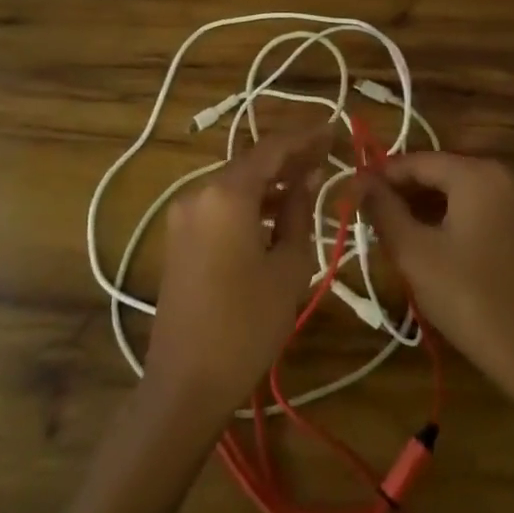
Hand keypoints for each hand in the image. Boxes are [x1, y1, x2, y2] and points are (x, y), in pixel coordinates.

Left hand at [143, 128, 327, 422]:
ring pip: (235, 183)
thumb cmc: (247, 324)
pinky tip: (276, 210)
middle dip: (289, 157)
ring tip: (309, 180)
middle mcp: (198, 193)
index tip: (334, 130)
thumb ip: (299, 212)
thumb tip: (309, 178)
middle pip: (251, 162)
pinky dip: (249, 201)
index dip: (306, 138)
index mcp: (226, 194)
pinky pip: (220, 204)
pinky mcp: (179, 236)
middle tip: (327, 153)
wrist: (186, 382)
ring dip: (270, 180)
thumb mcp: (288, 266)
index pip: (272, 149)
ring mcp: (183, 214)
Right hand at [355, 153, 513, 410]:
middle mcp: (502, 174)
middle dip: (402, 191)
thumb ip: (383, 209)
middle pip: (439, 172)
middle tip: (368, 215)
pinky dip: (449, 215)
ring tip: (390, 229)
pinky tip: (426, 238)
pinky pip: (477, 206)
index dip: (381, 175)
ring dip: (424, 205)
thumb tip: (358, 181)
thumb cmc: (467, 298)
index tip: (352, 193)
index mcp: (477, 174)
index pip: (417, 161)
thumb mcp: (414, 252)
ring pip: (457, 190)